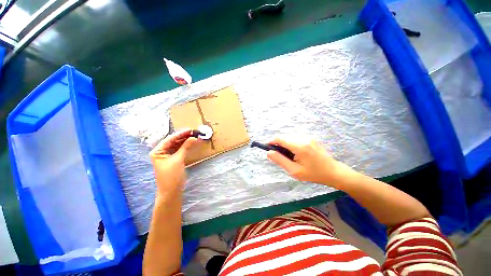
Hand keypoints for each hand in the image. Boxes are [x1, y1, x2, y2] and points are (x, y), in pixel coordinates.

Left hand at [149, 130, 197, 196]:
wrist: (171, 191)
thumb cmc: (171, 176)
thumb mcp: (178, 160)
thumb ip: (185, 147)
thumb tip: (194, 138)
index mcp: (157, 151)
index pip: (170, 139)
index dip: (180, 134)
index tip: (190, 130)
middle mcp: (161, 152)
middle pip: (173, 141)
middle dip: (184, 137)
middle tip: (194, 132)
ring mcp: (167, 156)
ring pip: (177, 145)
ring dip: (185, 141)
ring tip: (194, 136)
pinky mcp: (174, 159)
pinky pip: (180, 150)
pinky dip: (186, 146)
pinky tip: (191, 143)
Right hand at [266, 138, 354, 186]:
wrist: (333, 172)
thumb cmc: (314, 174)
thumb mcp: (295, 171)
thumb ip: (280, 160)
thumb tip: (269, 152)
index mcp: (299, 146)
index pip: (280, 139)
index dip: (271, 141)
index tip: (267, 147)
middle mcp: (303, 138)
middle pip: (285, 137)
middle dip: (279, 145)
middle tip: (280, 156)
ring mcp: (308, 137)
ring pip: (290, 137)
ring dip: (285, 144)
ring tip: (289, 156)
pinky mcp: (311, 138)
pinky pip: (296, 138)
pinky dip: (291, 144)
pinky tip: (296, 153)